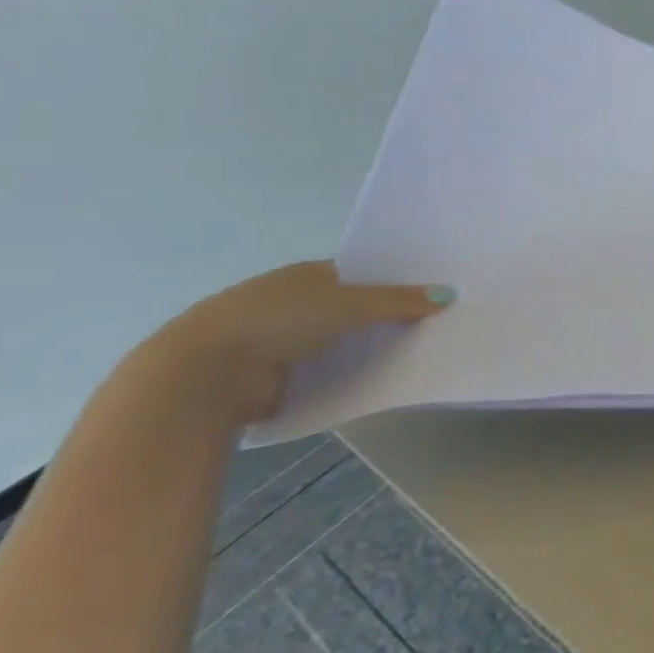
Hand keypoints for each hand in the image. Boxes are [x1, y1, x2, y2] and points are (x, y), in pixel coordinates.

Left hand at [139, 261, 454, 428]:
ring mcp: (283, 342)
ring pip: (343, 342)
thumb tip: (449, 294)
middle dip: (390, 316)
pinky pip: (330, 372)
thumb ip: (397, 300)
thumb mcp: (347, 303)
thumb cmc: (275, 321)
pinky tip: (386, 378)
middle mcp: (293, 304)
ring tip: (424, 351)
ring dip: (372, 347)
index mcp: (304, 276)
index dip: (395, 281)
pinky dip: (353, 374)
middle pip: (355, 309)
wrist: (204, 376)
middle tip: (441, 322)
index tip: (435, 291)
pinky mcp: (280, 378)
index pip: (360, 274)